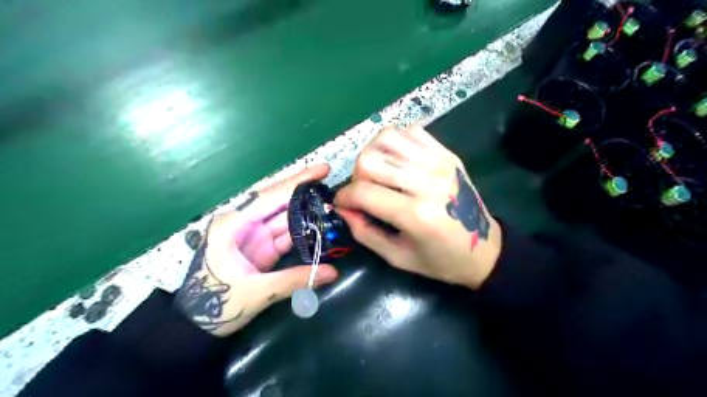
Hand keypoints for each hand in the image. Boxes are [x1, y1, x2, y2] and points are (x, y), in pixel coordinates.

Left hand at [179, 163, 340, 334]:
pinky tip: (319, 225)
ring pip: (285, 217)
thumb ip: (295, 280)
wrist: (196, 326)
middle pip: (279, 201)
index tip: (322, 170)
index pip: (270, 196)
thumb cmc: (216, 306)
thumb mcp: (256, 293)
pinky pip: (286, 234)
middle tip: (330, 180)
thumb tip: (333, 272)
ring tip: (332, 203)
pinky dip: (303, 231)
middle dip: (304, 190)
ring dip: (307, 211)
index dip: (298, 182)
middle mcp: (244, 223)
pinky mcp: (262, 248)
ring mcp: (254, 235)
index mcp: (233, 225)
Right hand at [334, 128, 498, 290]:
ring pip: (386, 138)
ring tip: (378, 173)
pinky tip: (395, 160)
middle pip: (370, 159)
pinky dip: (394, 142)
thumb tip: (342, 208)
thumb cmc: (441, 260)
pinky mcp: (446, 153)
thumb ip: (364, 232)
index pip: (363, 191)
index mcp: (416, 214)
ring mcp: (438, 163)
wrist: (485, 248)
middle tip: (363, 191)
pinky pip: (410, 131)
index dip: (343, 197)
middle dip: (356, 176)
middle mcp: (426, 181)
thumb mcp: (397, 257)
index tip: (342, 204)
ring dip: (372, 154)